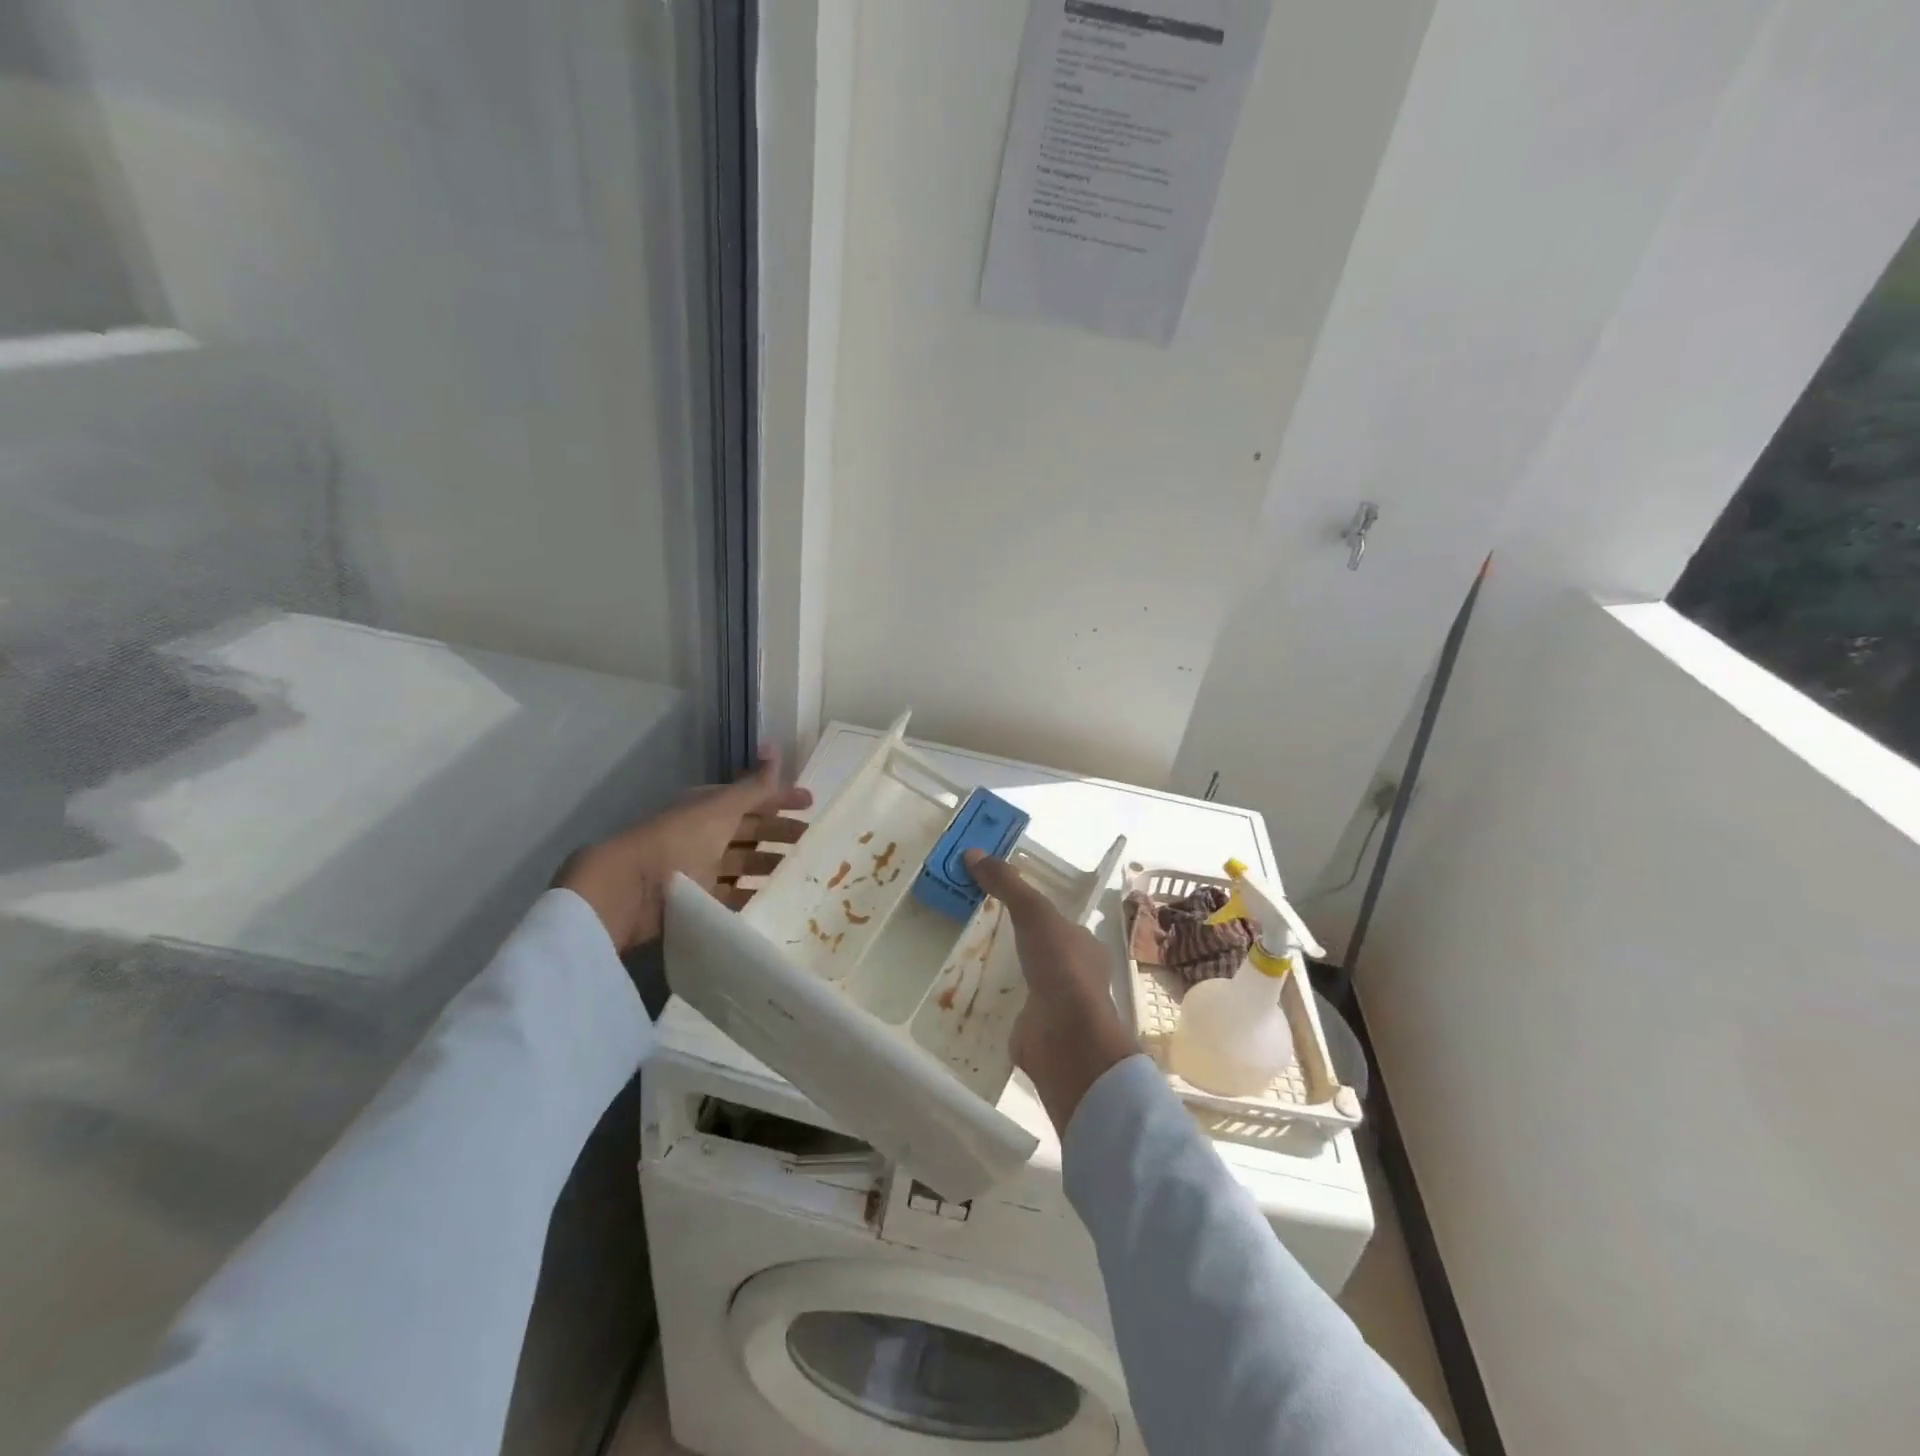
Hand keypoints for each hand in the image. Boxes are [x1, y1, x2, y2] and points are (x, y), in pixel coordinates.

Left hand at [558, 748, 812, 949]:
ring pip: (743, 863)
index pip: (751, 797)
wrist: (632, 890)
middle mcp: (704, 834)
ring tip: (801, 871)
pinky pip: (732, 896)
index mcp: (707, 807)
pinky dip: (752, 895)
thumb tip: (775, 745)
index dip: (780, 798)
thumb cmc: (679, 840)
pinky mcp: (697, 900)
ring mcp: (700, 868)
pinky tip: (774, 899)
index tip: (811, 803)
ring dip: (769, 865)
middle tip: (813, 840)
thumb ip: (755, 785)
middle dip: (780, 833)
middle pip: (749, 830)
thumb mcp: (722, 808)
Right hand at [963, 849, 1139, 1133]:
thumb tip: (973, 853)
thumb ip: (1008, 885)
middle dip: (1016, 942)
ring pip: (1026, 980)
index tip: (999, 899)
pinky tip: (968, 994)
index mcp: (1084, 945)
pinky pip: (1010, 1009)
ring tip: (965, 958)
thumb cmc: (1061, 968)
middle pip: (1041, 950)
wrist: (1067, 1040)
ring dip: (1003, 972)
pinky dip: (993, 1002)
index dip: (1032, 909)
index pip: (1058, 921)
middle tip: (976, 926)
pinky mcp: (1034, 1030)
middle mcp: (1075, 975)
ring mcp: (1055, 1006)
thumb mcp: (1035, 914)